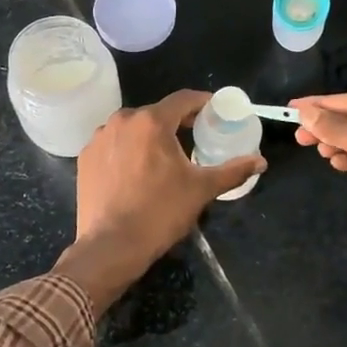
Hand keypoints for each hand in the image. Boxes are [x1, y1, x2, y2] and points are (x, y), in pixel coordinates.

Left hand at [57, 90, 264, 313]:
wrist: (111, 246)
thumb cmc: (160, 212)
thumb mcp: (201, 190)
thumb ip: (232, 170)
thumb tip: (261, 161)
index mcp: (151, 121)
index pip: (183, 99)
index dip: (202, 102)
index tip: (215, 111)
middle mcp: (122, 120)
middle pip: (156, 113)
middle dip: (177, 122)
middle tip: (194, 136)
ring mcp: (99, 138)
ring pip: (133, 128)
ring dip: (150, 136)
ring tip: (164, 156)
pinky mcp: (85, 157)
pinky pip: (113, 144)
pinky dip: (128, 150)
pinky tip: (136, 170)